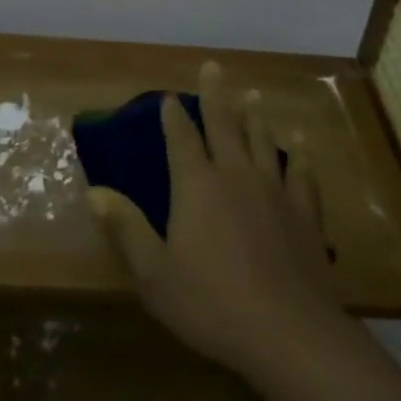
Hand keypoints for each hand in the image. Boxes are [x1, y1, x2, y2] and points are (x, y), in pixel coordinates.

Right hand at [86, 60, 339, 379]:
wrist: (288, 333)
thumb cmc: (211, 304)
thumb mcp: (154, 273)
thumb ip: (127, 229)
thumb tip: (95, 191)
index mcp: (197, 186)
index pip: (182, 138)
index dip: (173, 116)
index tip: (168, 96)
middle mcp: (235, 175)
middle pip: (225, 124)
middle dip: (215, 95)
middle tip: (213, 67)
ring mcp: (275, 191)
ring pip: (263, 140)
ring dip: (255, 116)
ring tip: (252, 95)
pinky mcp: (305, 213)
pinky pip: (301, 173)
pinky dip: (298, 155)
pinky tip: (299, 145)